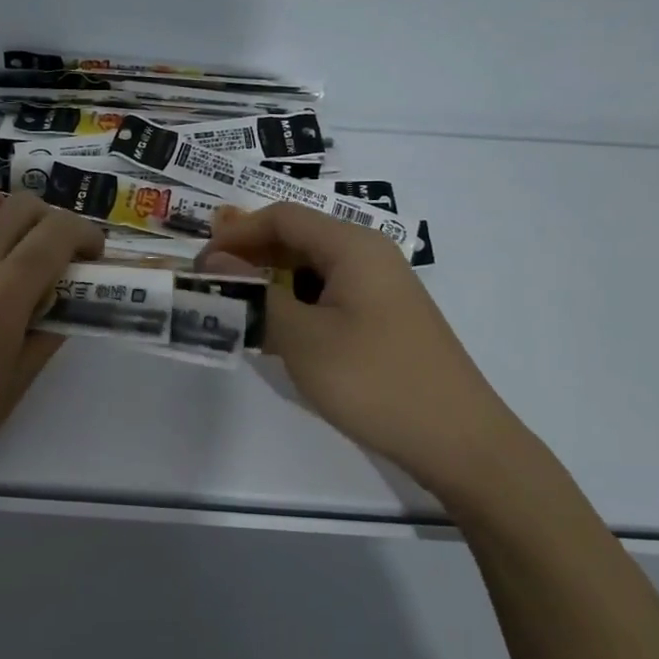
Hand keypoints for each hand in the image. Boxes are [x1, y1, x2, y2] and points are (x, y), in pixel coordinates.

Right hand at [202, 203, 547, 505]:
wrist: (459, 441)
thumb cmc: (375, 381)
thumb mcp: (302, 339)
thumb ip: (253, 296)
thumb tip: (212, 263)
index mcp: (353, 246)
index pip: (281, 217)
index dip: (235, 235)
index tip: (200, 266)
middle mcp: (369, 256)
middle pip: (297, 238)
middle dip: (250, 257)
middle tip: (212, 288)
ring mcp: (380, 289)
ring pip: (311, 270)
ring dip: (270, 284)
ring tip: (238, 312)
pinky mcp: (384, 319)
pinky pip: (328, 296)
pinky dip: (295, 306)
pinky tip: (277, 335)